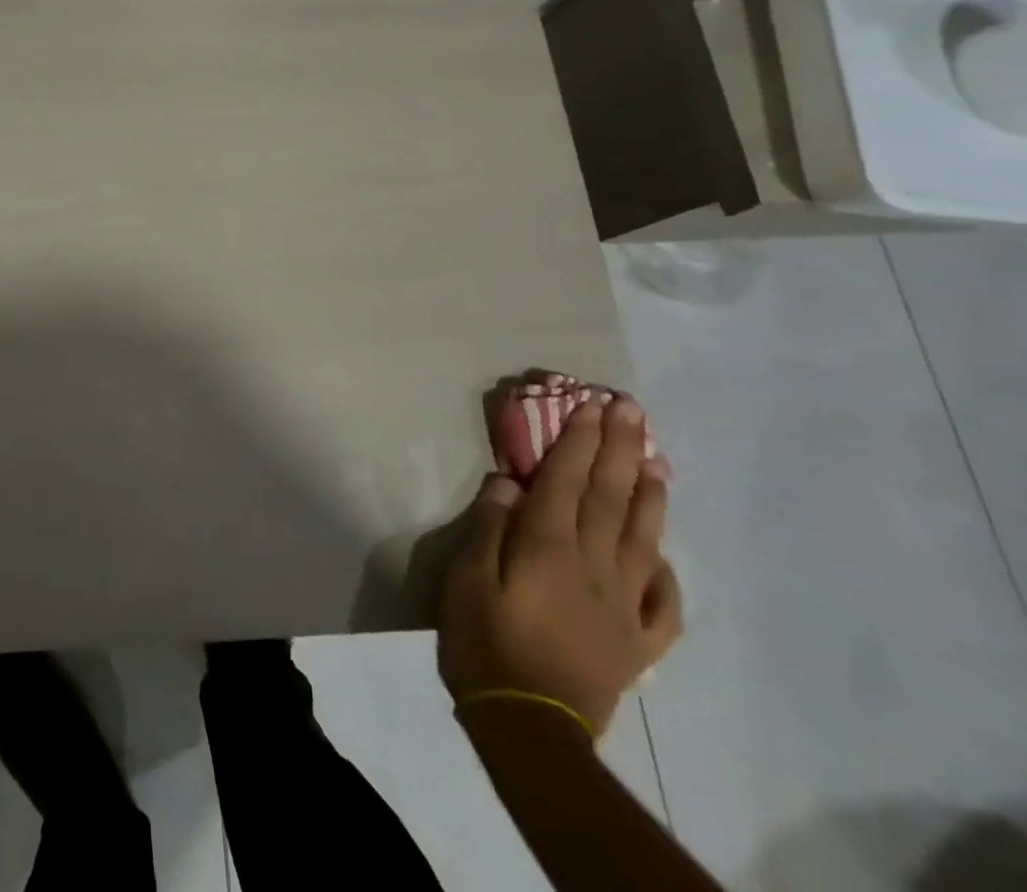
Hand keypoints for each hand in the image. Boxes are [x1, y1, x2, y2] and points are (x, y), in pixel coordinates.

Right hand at [439, 388, 680, 734]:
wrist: (530, 727)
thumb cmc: (485, 641)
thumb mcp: (466, 579)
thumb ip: (488, 527)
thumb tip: (506, 482)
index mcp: (548, 546)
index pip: (566, 480)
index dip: (579, 439)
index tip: (592, 404)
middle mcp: (594, 565)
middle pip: (609, 497)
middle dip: (619, 449)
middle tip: (630, 410)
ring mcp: (623, 604)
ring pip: (641, 537)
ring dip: (649, 493)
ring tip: (656, 458)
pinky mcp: (638, 641)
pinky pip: (662, 600)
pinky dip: (664, 568)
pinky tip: (660, 551)